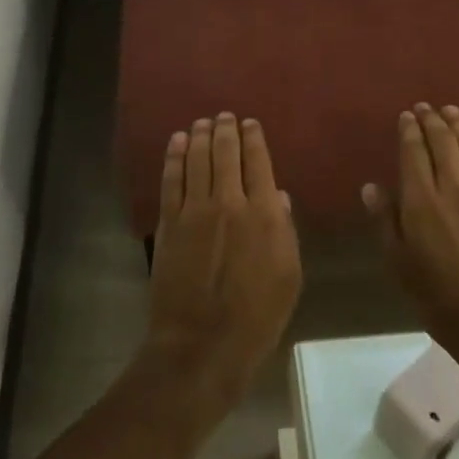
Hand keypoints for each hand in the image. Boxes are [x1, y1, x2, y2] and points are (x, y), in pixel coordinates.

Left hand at [147, 113, 302, 411]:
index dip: (253, 138)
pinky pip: (171, 180)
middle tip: (224, 116)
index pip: (259, 162)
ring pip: (196, 160)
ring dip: (199, 136)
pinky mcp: (169, 223)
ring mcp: (194, 210)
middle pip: (225, 154)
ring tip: (201, 122)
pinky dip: (174, 157)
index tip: (250, 123)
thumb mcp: (290, 275)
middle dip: (225, 130)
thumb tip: (276, 196)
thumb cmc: (258, 316)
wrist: (203, 343)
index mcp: (264, 213)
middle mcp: (229, 202)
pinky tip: (176, 142)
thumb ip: (284, 230)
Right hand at [362, 104, 458, 379]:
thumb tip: (371, 186)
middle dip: (433, 121)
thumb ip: (385, 221)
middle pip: (444, 144)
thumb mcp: (398, 262)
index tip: (406, 115)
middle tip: (426, 107)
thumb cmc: (436, 296)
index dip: (409, 131)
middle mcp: (453, 189)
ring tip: (452, 111)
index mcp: (421, 202)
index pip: (414, 153)